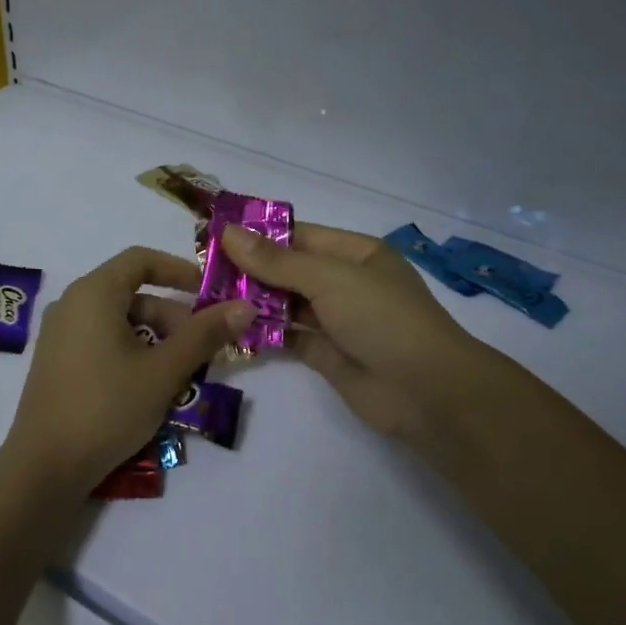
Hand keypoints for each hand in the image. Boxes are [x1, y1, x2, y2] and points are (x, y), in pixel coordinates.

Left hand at [2, 247, 252, 496]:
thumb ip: (204, 336)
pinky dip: (131, 352)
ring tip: (180, 376)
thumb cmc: (107, 407)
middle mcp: (71, 304)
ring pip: (119, 322)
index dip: (179, 270)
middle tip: (201, 352)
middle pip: (133, 295)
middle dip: (173, 318)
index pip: (141, 260)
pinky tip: (149, 388)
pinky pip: (101, 342)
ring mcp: (59, 335)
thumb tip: (244, 307)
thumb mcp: (164, 371)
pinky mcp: (57, 363)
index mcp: (93, 293)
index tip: (209, 294)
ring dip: (156, 340)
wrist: (45, 466)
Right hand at [220, 222, 513, 451]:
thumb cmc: (383, 319)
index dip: (257, 235)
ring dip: (252, 302)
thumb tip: (229, 233)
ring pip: (285, 304)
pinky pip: (287, 337)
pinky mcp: (326, 355)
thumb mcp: (330, 279)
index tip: (212, 237)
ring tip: (205, 299)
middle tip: (199, 272)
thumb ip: (277, 260)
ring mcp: (336, 320)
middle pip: (288, 270)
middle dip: (249, 270)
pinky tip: (229, 329)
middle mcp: (345, 283)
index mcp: (355, 254)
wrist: (426, 391)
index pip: (298, 236)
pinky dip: (262, 333)